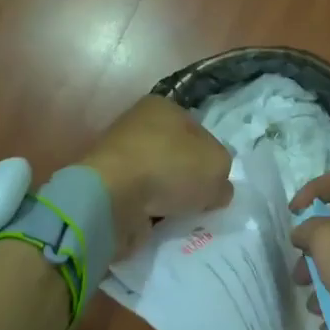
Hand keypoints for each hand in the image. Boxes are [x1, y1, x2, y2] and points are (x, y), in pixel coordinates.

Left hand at [80, 96, 232, 255]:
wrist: (112, 198)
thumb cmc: (170, 167)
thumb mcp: (218, 166)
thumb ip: (223, 174)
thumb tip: (216, 188)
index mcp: (163, 107)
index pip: (198, 130)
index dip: (211, 157)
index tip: (216, 181)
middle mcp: (137, 125)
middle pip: (176, 156)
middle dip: (189, 180)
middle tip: (202, 201)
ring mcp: (119, 156)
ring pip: (157, 179)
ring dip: (168, 198)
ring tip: (179, 215)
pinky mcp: (107, 186)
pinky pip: (139, 200)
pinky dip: (149, 212)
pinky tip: (159, 223)